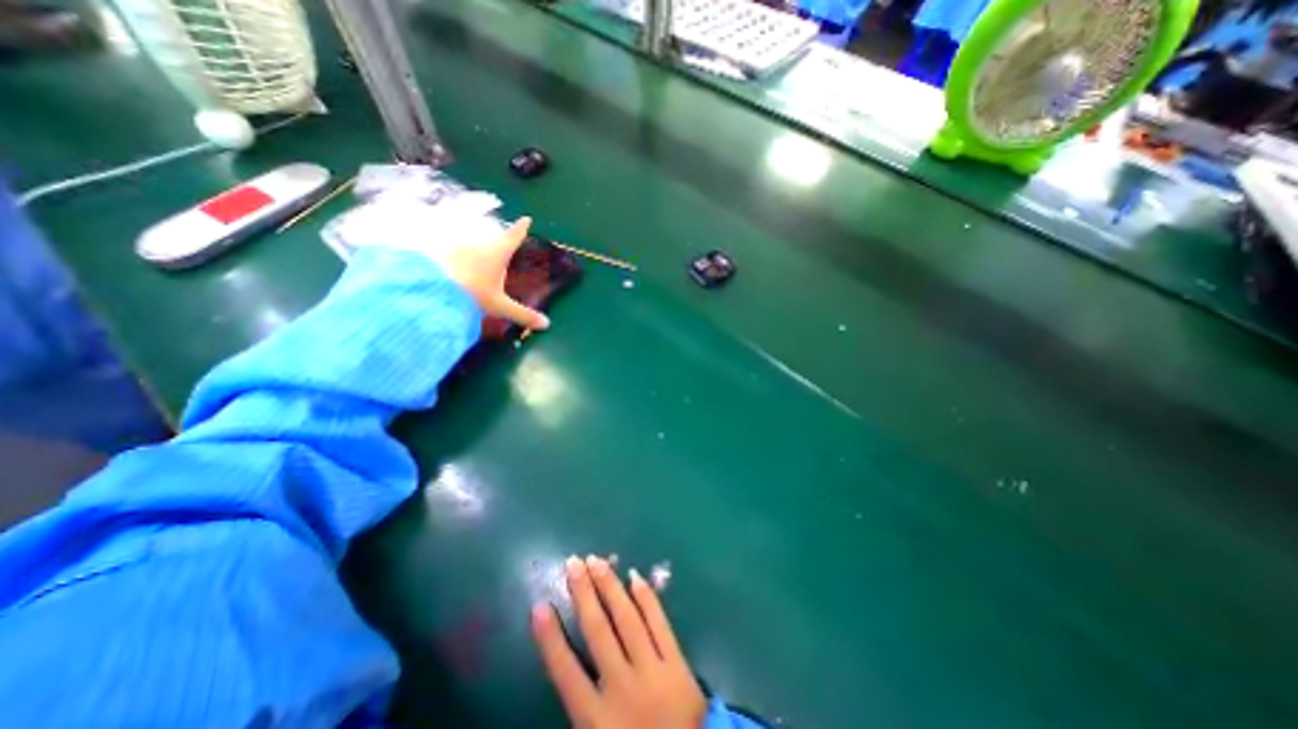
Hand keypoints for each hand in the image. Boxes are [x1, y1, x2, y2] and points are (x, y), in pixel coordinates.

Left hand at [427, 214, 544, 330]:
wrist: (432, 289)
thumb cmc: (473, 294)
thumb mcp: (499, 307)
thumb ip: (523, 314)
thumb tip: (547, 324)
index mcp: (498, 253)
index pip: (513, 237)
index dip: (521, 228)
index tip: (526, 218)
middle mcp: (479, 245)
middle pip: (492, 240)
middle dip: (497, 245)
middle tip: (501, 251)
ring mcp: (458, 246)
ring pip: (472, 246)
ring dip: (476, 254)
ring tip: (477, 268)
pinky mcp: (440, 252)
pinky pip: (454, 253)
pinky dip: (459, 260)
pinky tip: (456, 271)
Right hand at [529, 556, 707, 725]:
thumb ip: (581, 711)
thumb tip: (566, 670)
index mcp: (596, 718)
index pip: (565, 671)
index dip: (550, 637)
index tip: (539, 606)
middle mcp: (621, 685)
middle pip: (598, 631)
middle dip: (584, 594)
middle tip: (573, 563)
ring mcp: (651, 669)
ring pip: (627, 619)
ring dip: (610, 587)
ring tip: (597, 561)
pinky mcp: (676, 661)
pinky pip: (659, 623)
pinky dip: (647, 598)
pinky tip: (636, 576)